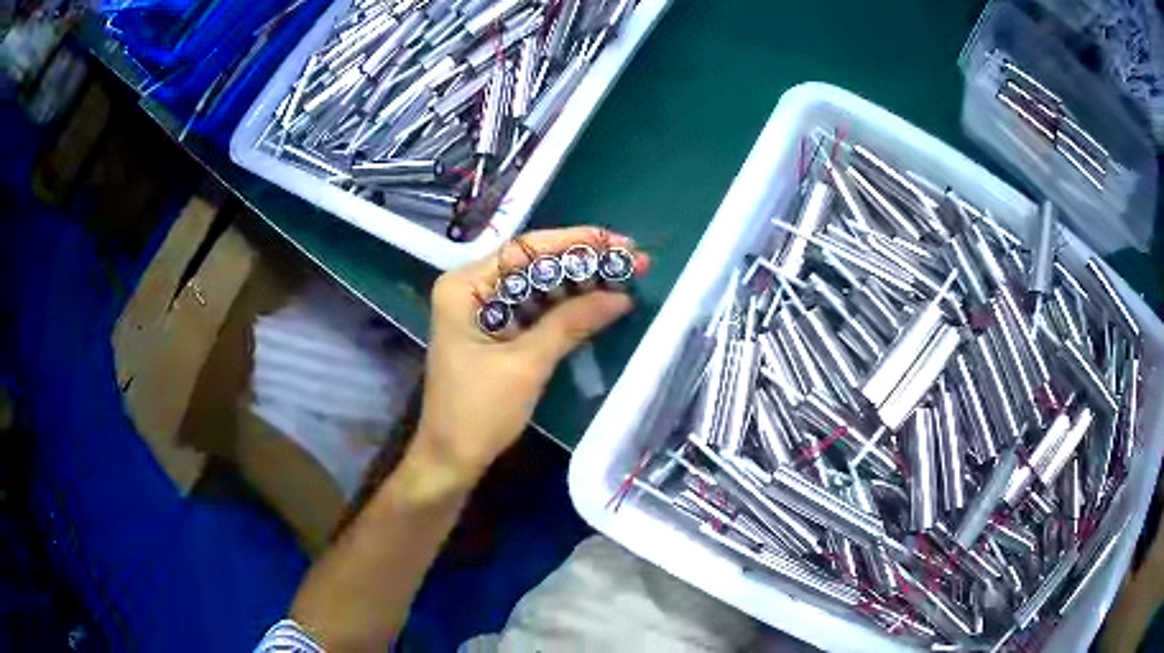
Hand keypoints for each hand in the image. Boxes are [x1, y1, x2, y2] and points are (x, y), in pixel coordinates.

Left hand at [412, 227, 646, 484]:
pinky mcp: (495, 332)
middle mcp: (472, 288)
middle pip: (534, 264)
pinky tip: (599, 303)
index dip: (576, 241)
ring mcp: (483, 310)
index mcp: (466, 286)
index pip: (526, 250)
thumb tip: (621, 296)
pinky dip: (566, 308)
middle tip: (633, 261)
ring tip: (625, 278)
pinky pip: (535, 310)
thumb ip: (571, 323)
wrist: (452, 459)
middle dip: (583, 263)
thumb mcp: (527, 364)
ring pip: (538, 286)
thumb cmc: (478, 412)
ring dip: (580, 284)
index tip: (620, 242)